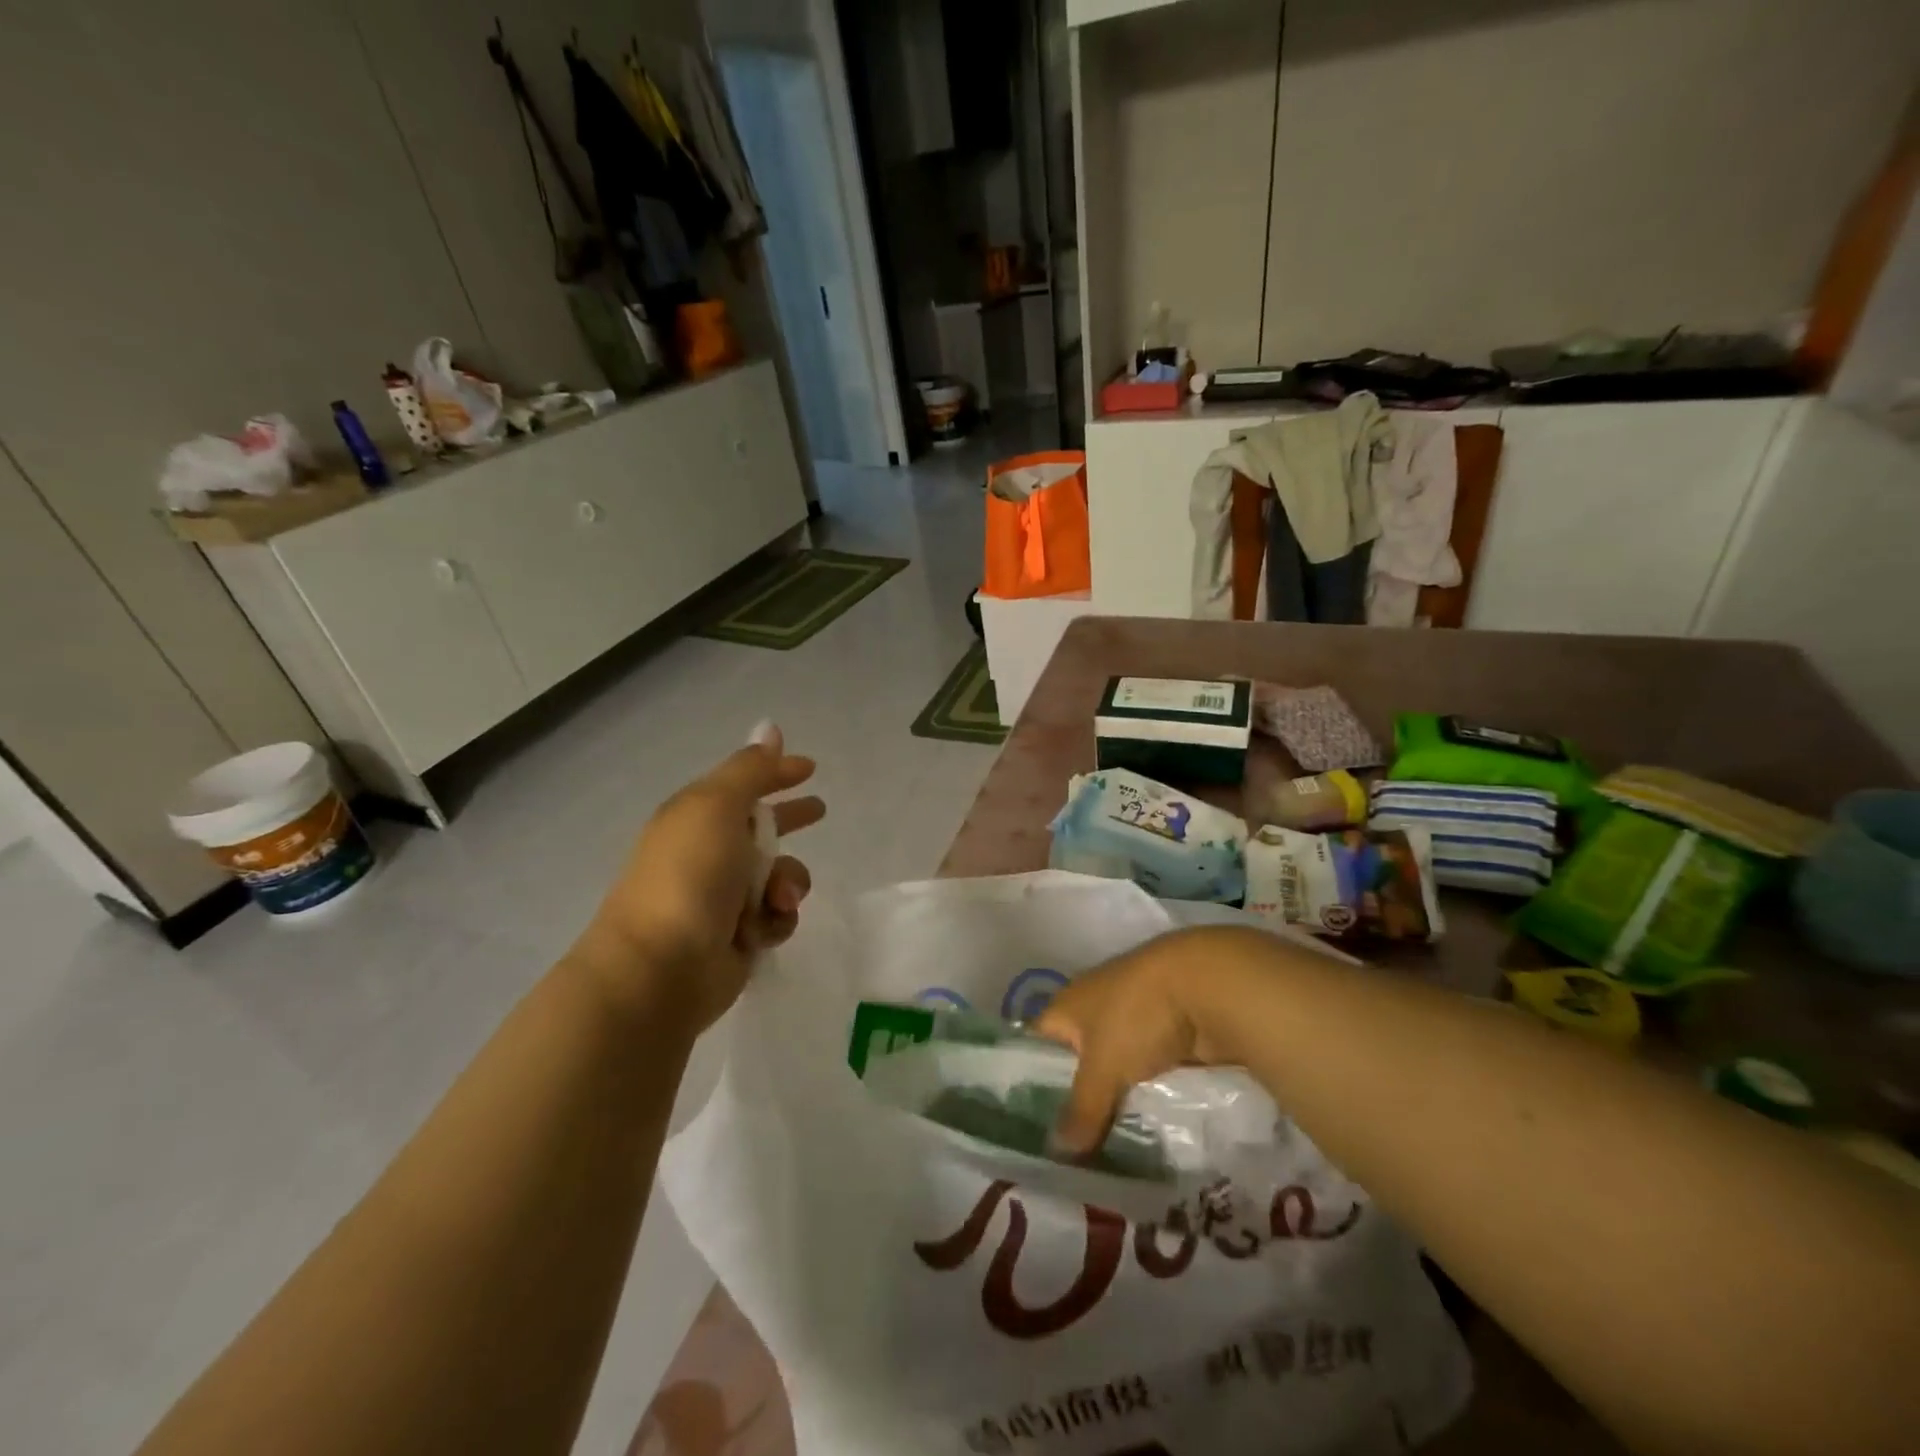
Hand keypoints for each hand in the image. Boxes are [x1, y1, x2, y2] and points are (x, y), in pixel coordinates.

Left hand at [573, 725, 823, 1031]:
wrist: (659, 969)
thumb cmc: (688, 877)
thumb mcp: (717, 807)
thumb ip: (750, 770)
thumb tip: (771, 728)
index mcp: (697, 817)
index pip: (744, 784)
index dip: (776, 773)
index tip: (809, 768)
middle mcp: (710, 853)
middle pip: (762, 828)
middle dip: (790, 820)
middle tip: (819, 811)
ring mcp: (723, 897)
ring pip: (779, 875)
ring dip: (789, 883)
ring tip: (778, 898)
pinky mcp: (738, 936)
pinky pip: (777, 915)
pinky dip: (776, 919)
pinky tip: (761, 931)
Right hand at [1032, 931, 1226, 1157]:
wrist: (1206, 984)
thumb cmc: (1137, 1016)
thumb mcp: (1103, 1068)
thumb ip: (1081, 1109)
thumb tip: (1057, 1153)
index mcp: (1066, 1004)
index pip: (1034, 1045)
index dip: (1027, 1081)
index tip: (1027, 1127)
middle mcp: (1093, 1007)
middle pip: (1075, 1059)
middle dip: (1074, 1099)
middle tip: (1065, 1152)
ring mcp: (1132, 1018)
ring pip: (1112, 1068)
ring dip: (1112, 1098)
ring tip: (1101, 1149)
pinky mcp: (1165, 1032)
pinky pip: (1144, 1070)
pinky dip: (1143, 1093)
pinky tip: (1140, 1126)